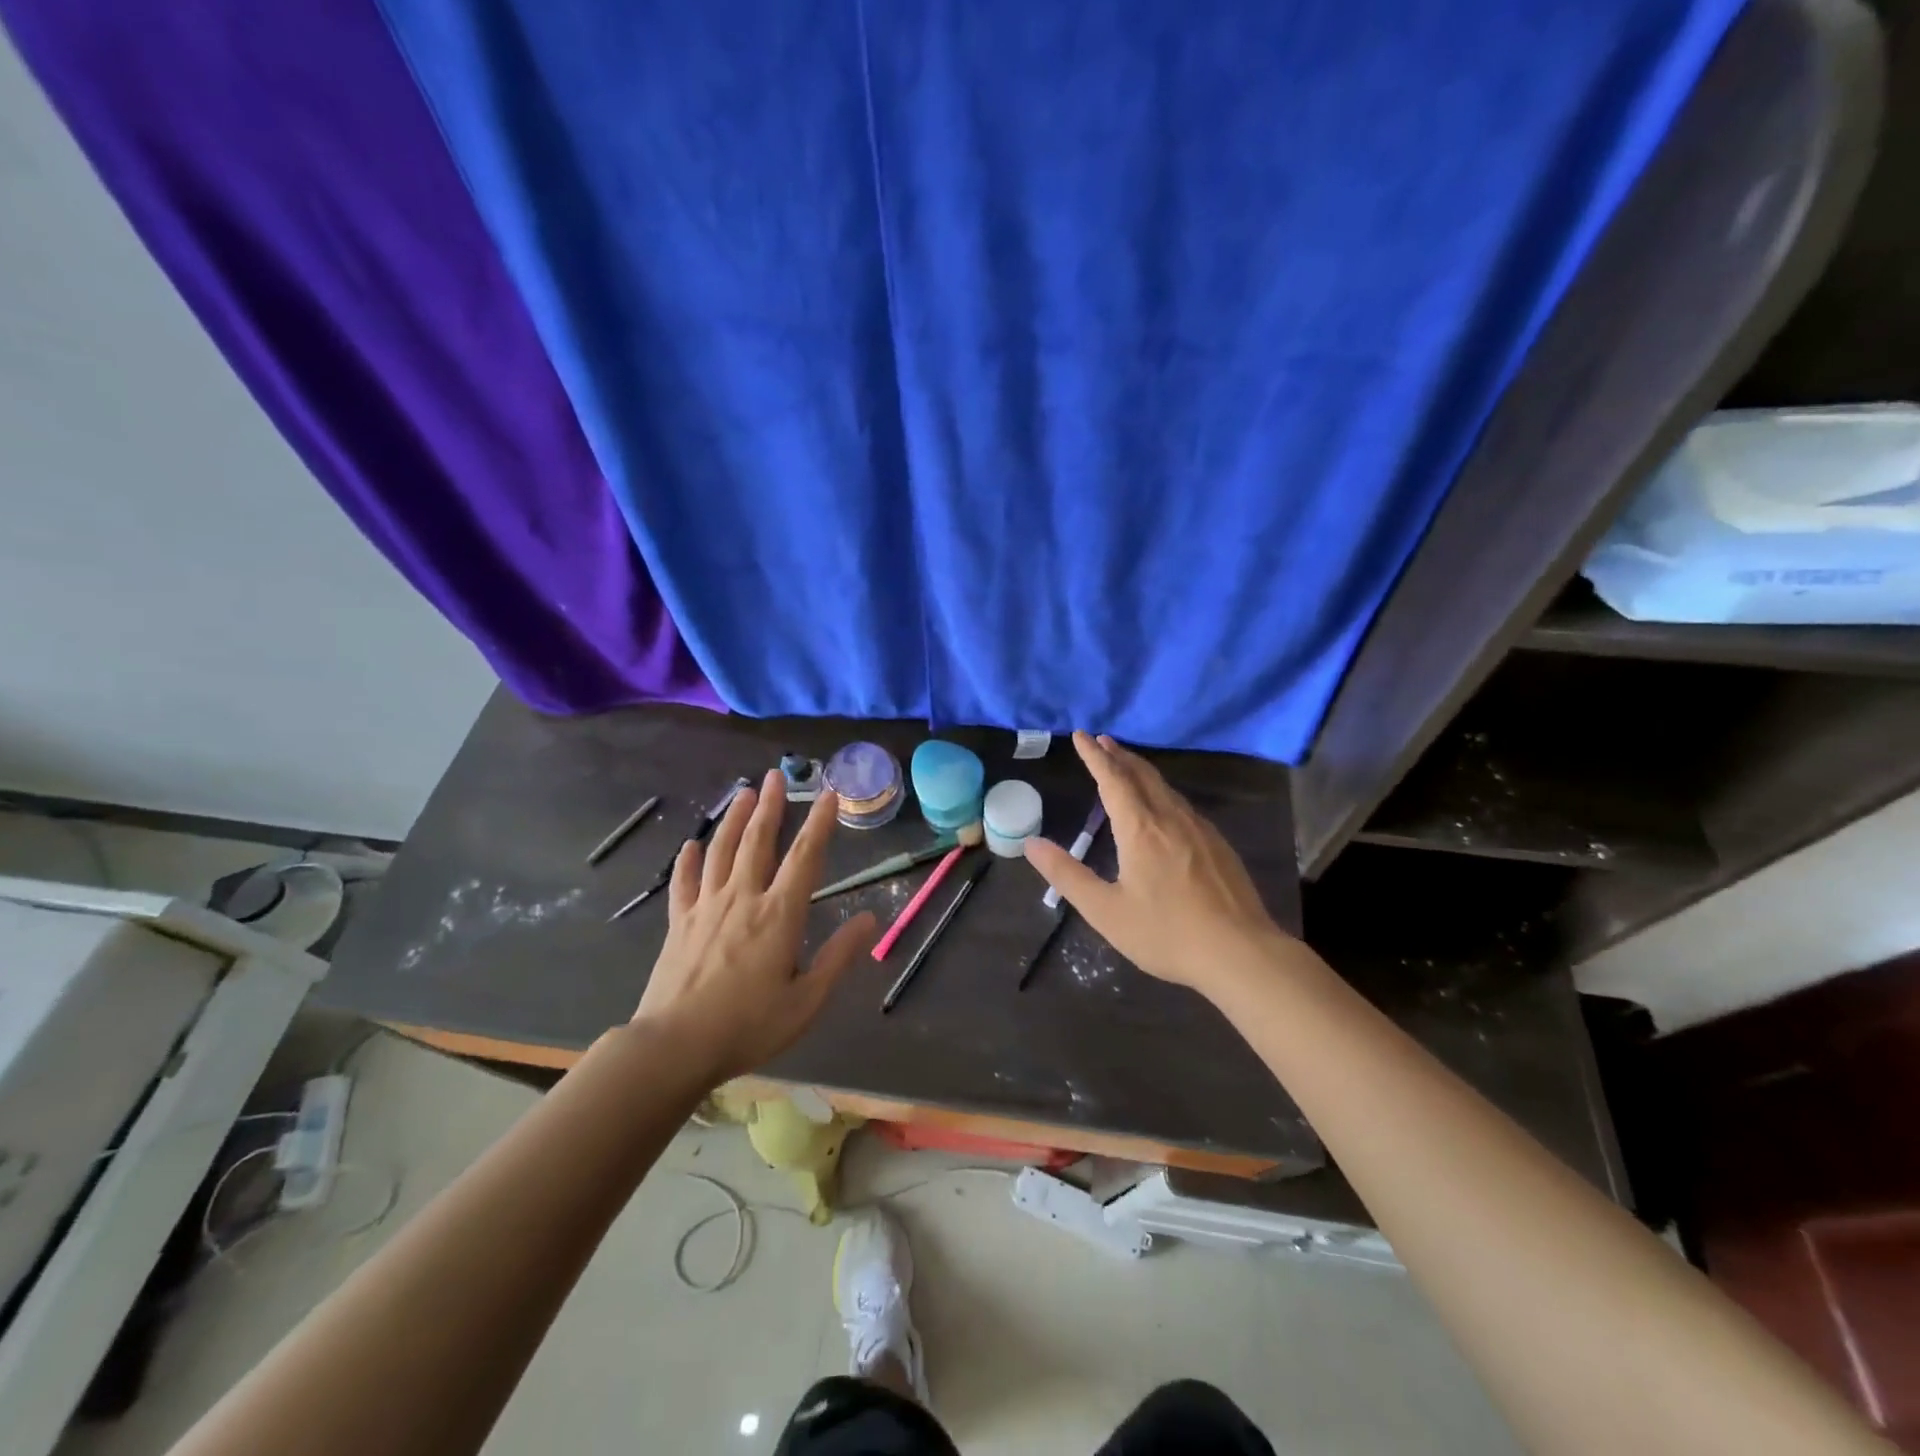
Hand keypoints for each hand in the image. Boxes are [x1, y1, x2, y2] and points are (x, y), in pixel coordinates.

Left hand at [634, 771, 876, 1082]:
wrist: (674, 1046)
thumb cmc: (748, 1026)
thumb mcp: (807, 1000)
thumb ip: (839, 955)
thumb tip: (871, 918)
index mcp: (779, 914)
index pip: (805, 857)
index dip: (819, 823)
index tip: (828, 794)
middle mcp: (743, 898)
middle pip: (758, 841)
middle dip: (770, 806)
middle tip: (774, 774)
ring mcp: (706, 907)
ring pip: (721, 851)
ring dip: (733, 819)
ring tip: (743, 793)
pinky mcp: (678, 923)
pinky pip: (685, 882)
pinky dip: (689, 860)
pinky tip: (692, 844)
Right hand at [1025, 733, 1297, 1002]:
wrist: (1241, 953)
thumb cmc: (1166, 933)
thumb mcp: (1105, 911)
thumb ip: (1066, 875)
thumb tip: (1031, 844)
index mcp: (1140, 829)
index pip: (1112, 779)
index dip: (1094, 756)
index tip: (1080, 736)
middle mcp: (1171, 818)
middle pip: (1142, 775)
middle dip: (1119, 755)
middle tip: (1101, 741)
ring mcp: (1200, 829)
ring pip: (1165, 788)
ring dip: (1141, 771)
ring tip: (1126, 766)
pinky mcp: (1218, 845)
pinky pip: (1183, 805)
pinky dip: (1162, 791)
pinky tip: (1164, 807)